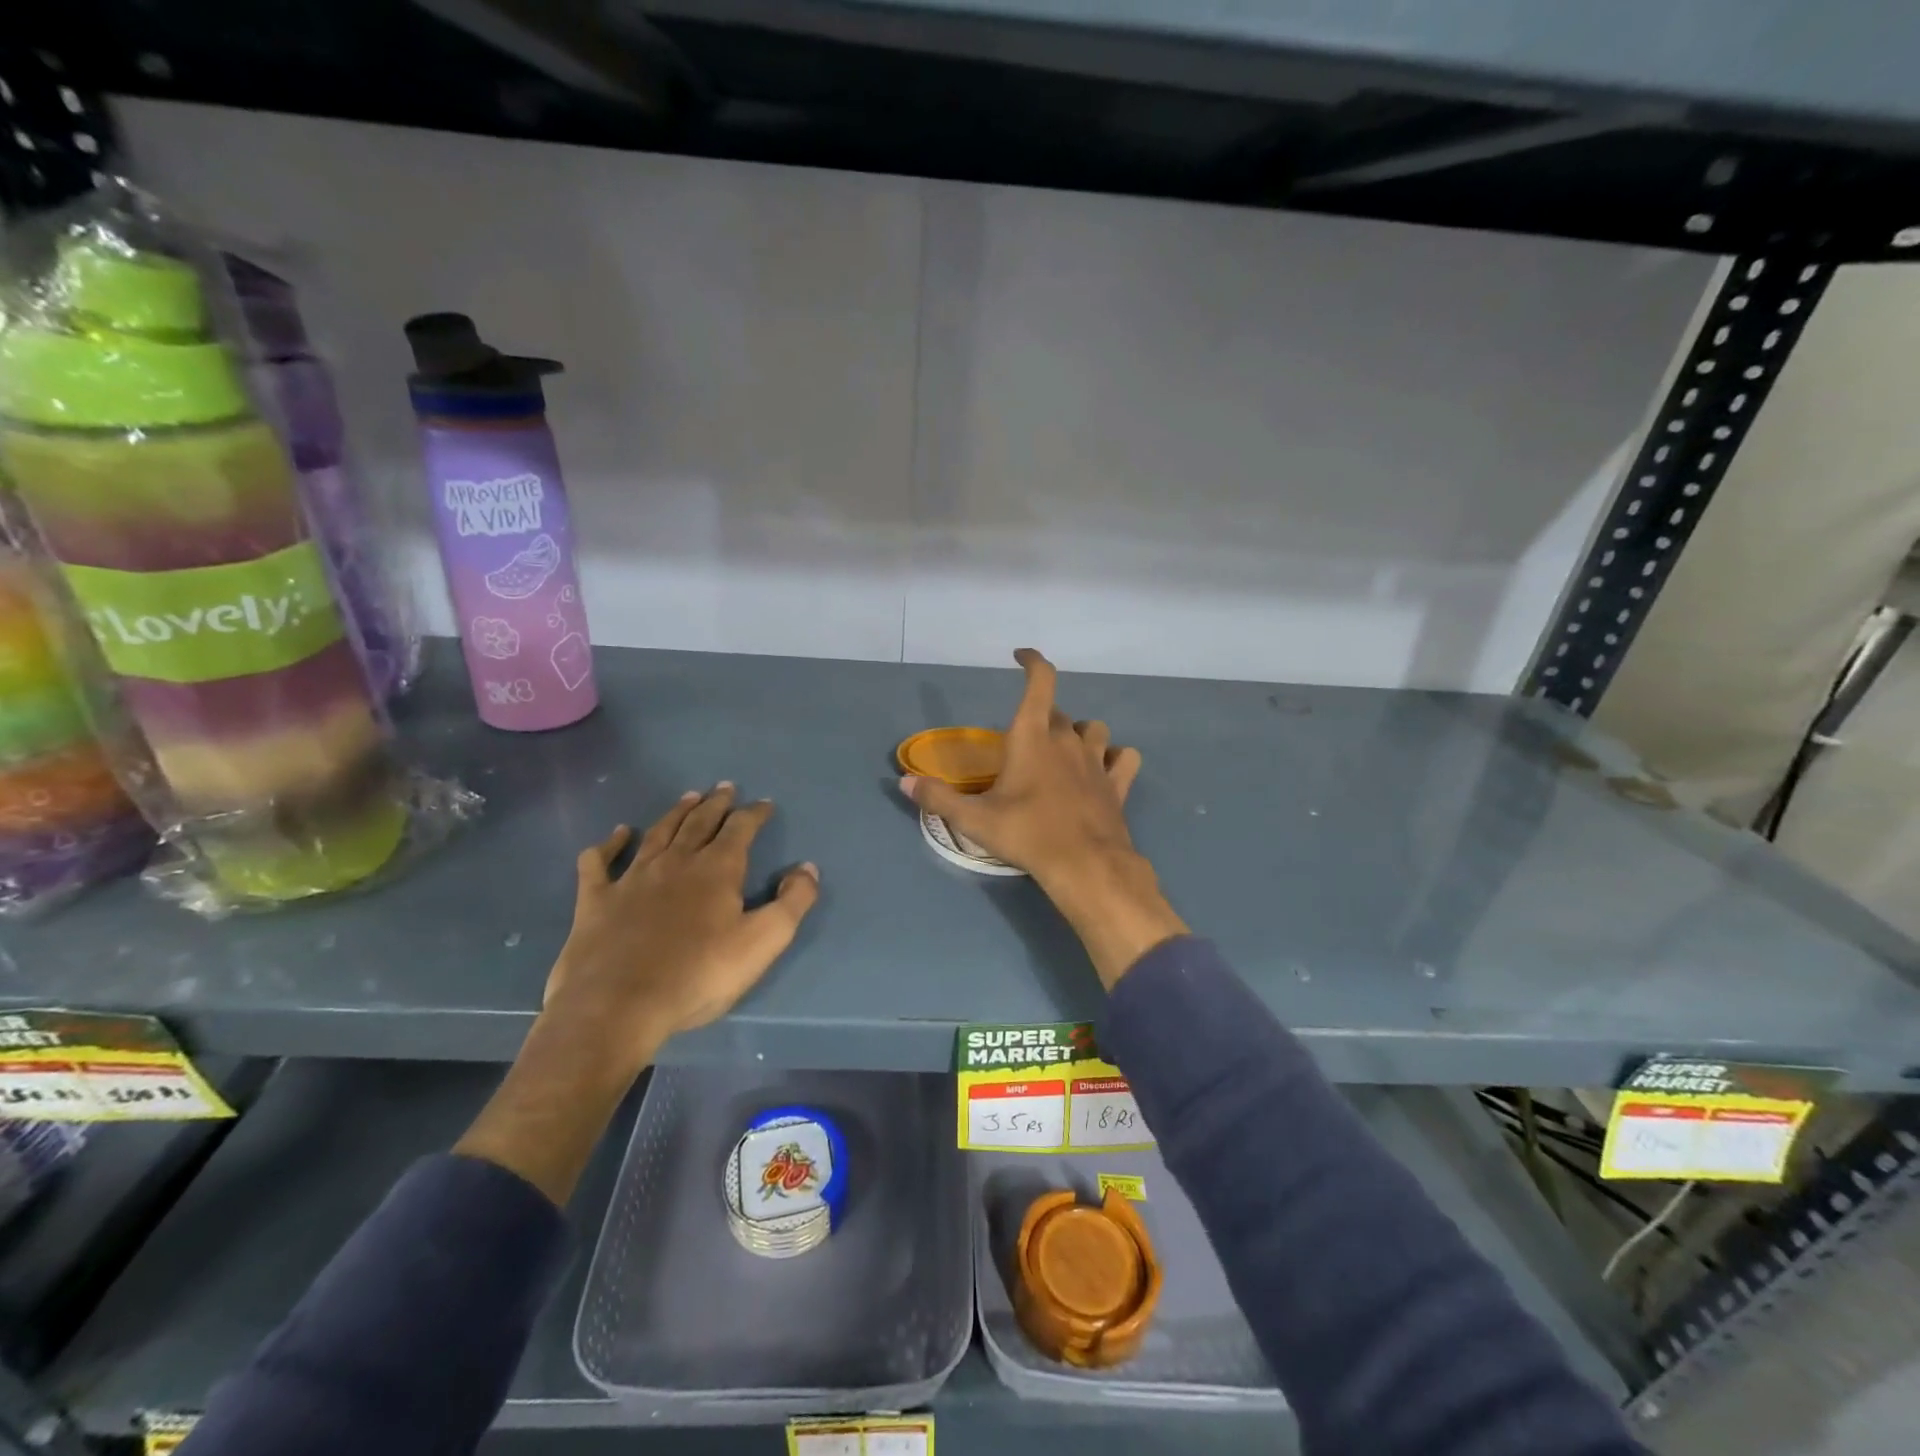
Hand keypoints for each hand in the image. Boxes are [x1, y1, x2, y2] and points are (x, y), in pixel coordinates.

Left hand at [544, 785, 820, 1075]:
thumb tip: (807, 868)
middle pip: (699, 822)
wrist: (617, 1006)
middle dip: (716, 803)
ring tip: (688, 797)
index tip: (765, 804)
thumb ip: (792, 902)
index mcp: (717, 869)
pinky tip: (617, 834)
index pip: (741, 829)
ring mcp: (632, 878)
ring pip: (658, 833)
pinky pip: (600, 862)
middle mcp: (675, 862)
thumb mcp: (763, 942)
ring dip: (675, 813)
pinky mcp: (596, 900)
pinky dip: (609, 844)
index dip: (755, 814)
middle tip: (725, 787)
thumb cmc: (698, 975)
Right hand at [899, 649, 1185, 987]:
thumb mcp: (975, 820)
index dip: (1033, 662)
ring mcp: (1096, 760)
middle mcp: (1067, 740)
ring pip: (1093, 729)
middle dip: (1042, 718)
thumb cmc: (1027, 834)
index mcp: (1032, 737)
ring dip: (1079, 734)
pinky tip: (1105, 769)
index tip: (1021, 656)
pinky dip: (1115, 758)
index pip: (1040, 682)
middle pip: (1058, 713)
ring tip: (1064, 752)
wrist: (1085, 865)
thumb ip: (938, 798)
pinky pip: (1124, 757)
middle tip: (1024, 743)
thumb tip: (905, 781)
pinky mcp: (1117, 784)